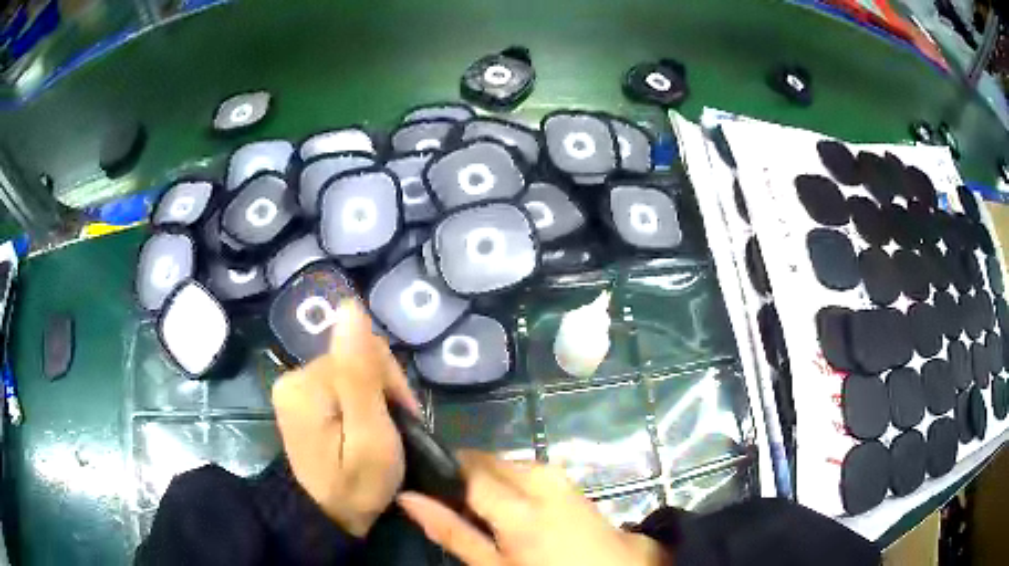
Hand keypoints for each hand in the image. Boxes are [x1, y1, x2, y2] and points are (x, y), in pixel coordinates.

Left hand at [271, 300, 421, 536]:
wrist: (326, 518)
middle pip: (355, 358)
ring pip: (350, 370)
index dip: (391, 383)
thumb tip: (349, 307)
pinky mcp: (299, 399)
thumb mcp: (369, 437)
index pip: (362, 352)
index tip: (403, 420)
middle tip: (393, 431)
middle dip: (382, 390)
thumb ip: (360, 375)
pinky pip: (340, 383)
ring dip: (373, 396)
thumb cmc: (355, 487)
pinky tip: (364, 426)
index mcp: (305, 383)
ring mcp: (294, 388)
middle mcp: (293, 376)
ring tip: (380, 432)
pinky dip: (359, 402)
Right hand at [397, 452, 670, 565]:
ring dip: (486, 482)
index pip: (462, 468)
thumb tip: (408, 497)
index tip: (421, 485)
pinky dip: (508, 483)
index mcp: (518, 505)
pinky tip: (510, 509)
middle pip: (483, 462)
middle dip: (463, 478)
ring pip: (502, 464)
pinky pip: (523, 470)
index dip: (437, 473)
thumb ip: (451, 532)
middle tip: (454, 509)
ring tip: (482, 515)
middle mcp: (537, 477)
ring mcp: (556, 474)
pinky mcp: (566, 478)